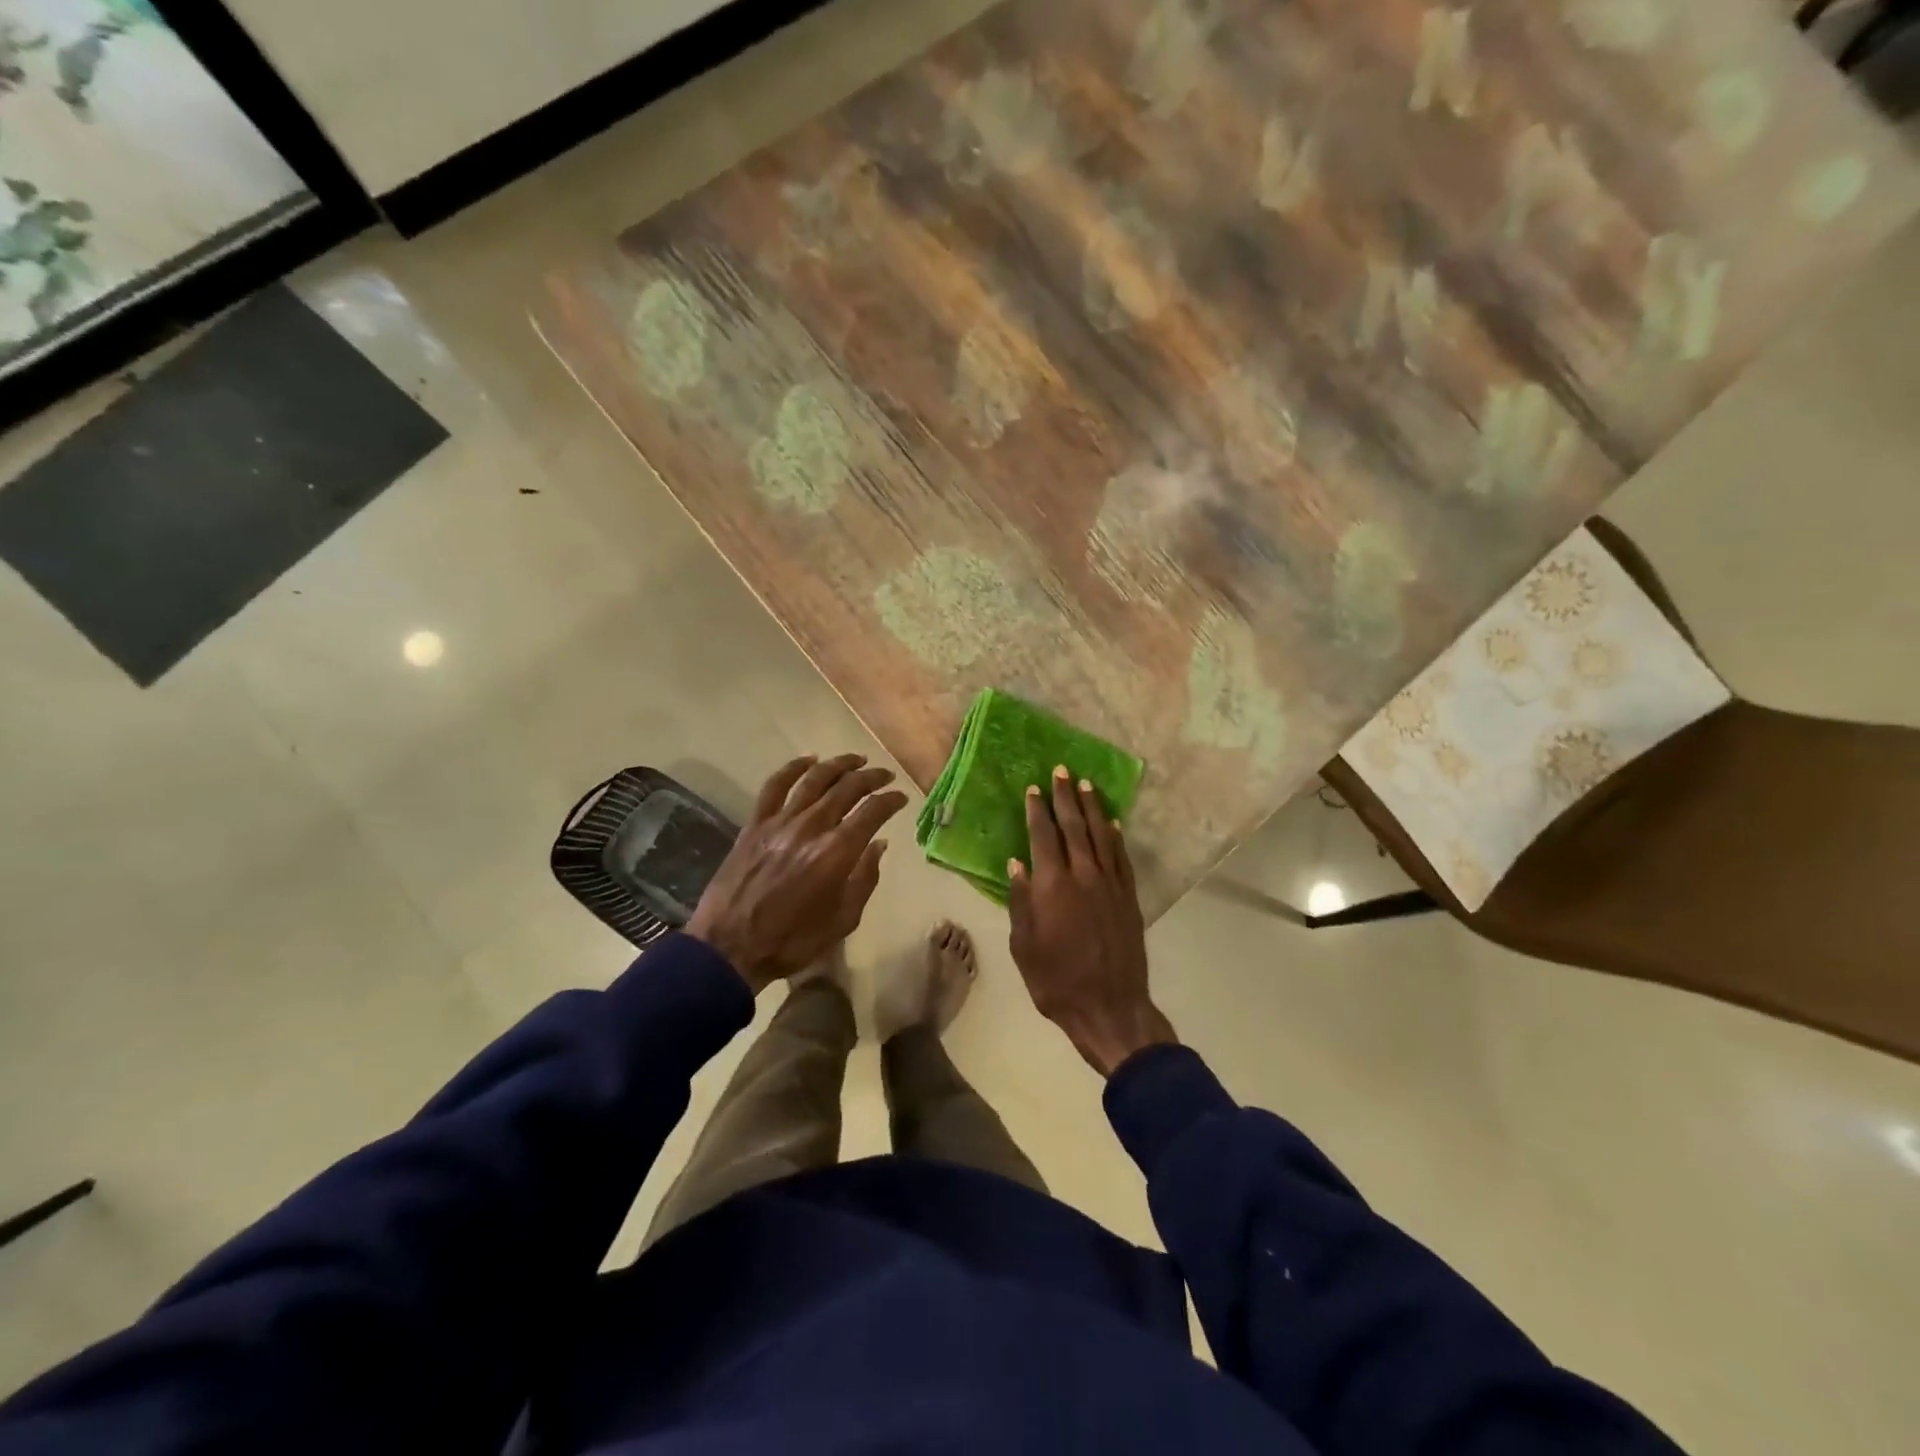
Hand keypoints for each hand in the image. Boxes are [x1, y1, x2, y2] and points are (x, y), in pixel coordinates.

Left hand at [686, 754, 908, 993]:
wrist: (730, 947)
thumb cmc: (793, 940)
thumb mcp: (844, 919)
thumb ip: (865, 878)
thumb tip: (878, 844)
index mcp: (837, 852)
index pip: (873, 812)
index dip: (891, 800)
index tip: (901, 798)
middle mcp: (812, 827)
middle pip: (847, 788)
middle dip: (872, 777)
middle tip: (885, 775)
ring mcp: (780, 821)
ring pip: (815, 779)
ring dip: (839, 764)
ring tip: (856, 759)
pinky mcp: (755, 824)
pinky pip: (775, 785)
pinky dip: (793, 768)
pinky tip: (808, 760)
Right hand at [1007, 767, 1176, 1076]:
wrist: (1110, 1009)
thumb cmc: (1057, 982)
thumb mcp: (1024, 946)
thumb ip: (1020, 902)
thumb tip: (1016, 865)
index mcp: (1052, 886)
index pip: (1044, 836)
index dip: (1038, 810)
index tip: (1034, 788)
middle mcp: (1083, 876)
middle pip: (1074, 827)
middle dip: (1066, 797)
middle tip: (1062, 771)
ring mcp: (1111, 885)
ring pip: (1102, 836)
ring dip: (1093, 809)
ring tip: (1087, 785)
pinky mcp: (1129, 898)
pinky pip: (1122, 858)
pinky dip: (1116, 837)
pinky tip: (1113, 824)